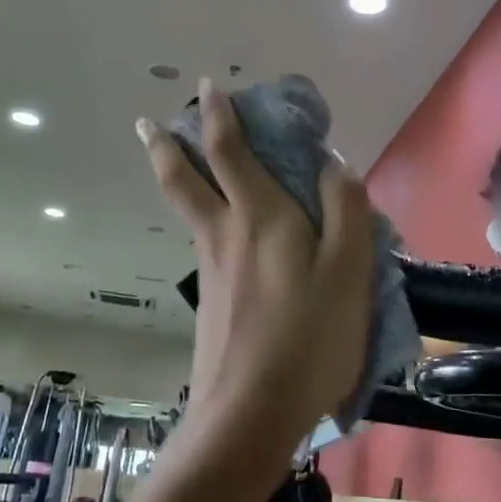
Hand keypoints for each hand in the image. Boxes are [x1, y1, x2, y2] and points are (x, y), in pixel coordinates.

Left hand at [137, 80, 373, 439]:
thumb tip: (333, 165)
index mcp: (260, 217)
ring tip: (180, 159)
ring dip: (178, 175)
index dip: (219, 114)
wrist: (249, 415)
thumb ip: (346, 211)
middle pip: (182, 178)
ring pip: (188, 208)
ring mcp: (211, 267)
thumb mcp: (349, 272)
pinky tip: (225, 228)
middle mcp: (224, 233)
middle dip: (165, 144)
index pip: (230, 150)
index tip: (209, 86)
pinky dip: (204, 213)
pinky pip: (206, 238)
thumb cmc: (309, 340)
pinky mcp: (211, 298)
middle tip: (150, 122)